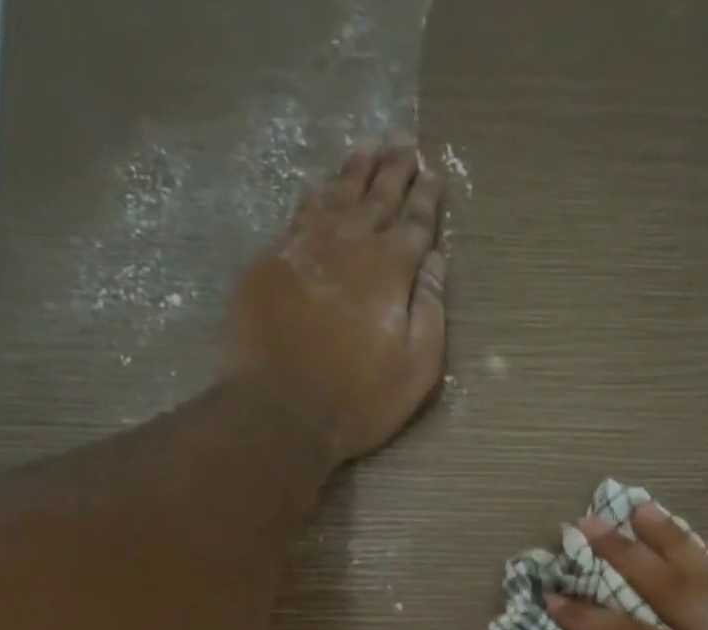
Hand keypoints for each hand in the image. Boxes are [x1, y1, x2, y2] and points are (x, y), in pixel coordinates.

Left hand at [221, 144, 447, 466]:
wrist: (281, 408)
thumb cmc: (359, 399)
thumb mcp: (416, 368)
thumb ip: (431, 311)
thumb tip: (436, 262)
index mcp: (391, 269)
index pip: (415, 223)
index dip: (426, 198)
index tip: (433, 172)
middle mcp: (350, 243)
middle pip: (377, 196)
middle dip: (394, 169)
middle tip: (404, 144)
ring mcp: (306, 246)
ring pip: (336, 194)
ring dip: (355, 171)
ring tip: (368, 148)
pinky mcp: (271, 259)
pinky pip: (300, 212)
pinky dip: (316, 194)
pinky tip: (321, 187)